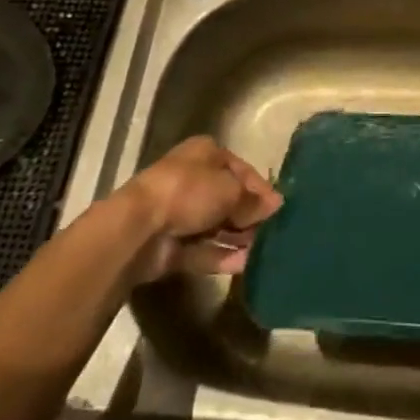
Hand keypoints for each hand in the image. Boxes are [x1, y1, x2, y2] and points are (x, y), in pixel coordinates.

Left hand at [121, 136, 281, 282]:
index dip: (260, 188)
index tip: (279, 207)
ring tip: (267, 251)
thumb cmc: (189, 192)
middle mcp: (192, 180)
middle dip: (250, 215)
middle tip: (275, 231)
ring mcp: (180, 214)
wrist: (139, 229)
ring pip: (217, 226)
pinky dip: (224, 257)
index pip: (240, 169)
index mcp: (204, 154)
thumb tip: (275, 205)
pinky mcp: (173, 246)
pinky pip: (205, 250)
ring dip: (240, 238)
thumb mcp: (231, 189)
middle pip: (228, 198)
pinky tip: (248, 264)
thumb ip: (254, 200)